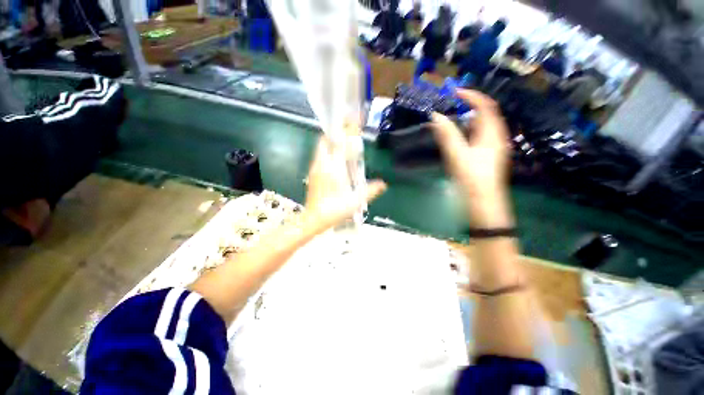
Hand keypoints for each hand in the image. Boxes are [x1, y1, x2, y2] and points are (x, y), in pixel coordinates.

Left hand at [304, 136, 385, 231]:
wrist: (314, 219)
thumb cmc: (334, 210)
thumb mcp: (355, 201)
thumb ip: (370, 191)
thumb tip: (383, 184)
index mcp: (333, 168)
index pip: (340, 143)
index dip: (347, 131)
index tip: (354, 121)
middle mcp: (322, 164)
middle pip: (326, 140)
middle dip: (336, 132)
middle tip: (347, 131)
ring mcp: (315, 168)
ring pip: (321, 147)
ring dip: (331, 141)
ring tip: (343, 142)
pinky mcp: (312, 173)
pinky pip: (319, 155)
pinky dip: (327, 151)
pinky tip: (335, 159)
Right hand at [431, 89, 512, 227]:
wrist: (484, 204)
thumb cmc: (473, 180)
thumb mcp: (458, 156)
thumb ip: (447, 136)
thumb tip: (435, 116)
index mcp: (493, 134)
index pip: (486, 106)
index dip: (472, 96)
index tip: (454, 93)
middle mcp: (496, 137)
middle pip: (485, 114)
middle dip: (468, 106)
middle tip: (450, 105)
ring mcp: (492, 147)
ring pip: (481, 126)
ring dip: (467, 119)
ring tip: (450, 118)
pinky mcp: (486, 156)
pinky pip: (478, 137)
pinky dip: (467, 131)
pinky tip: (457, 137)